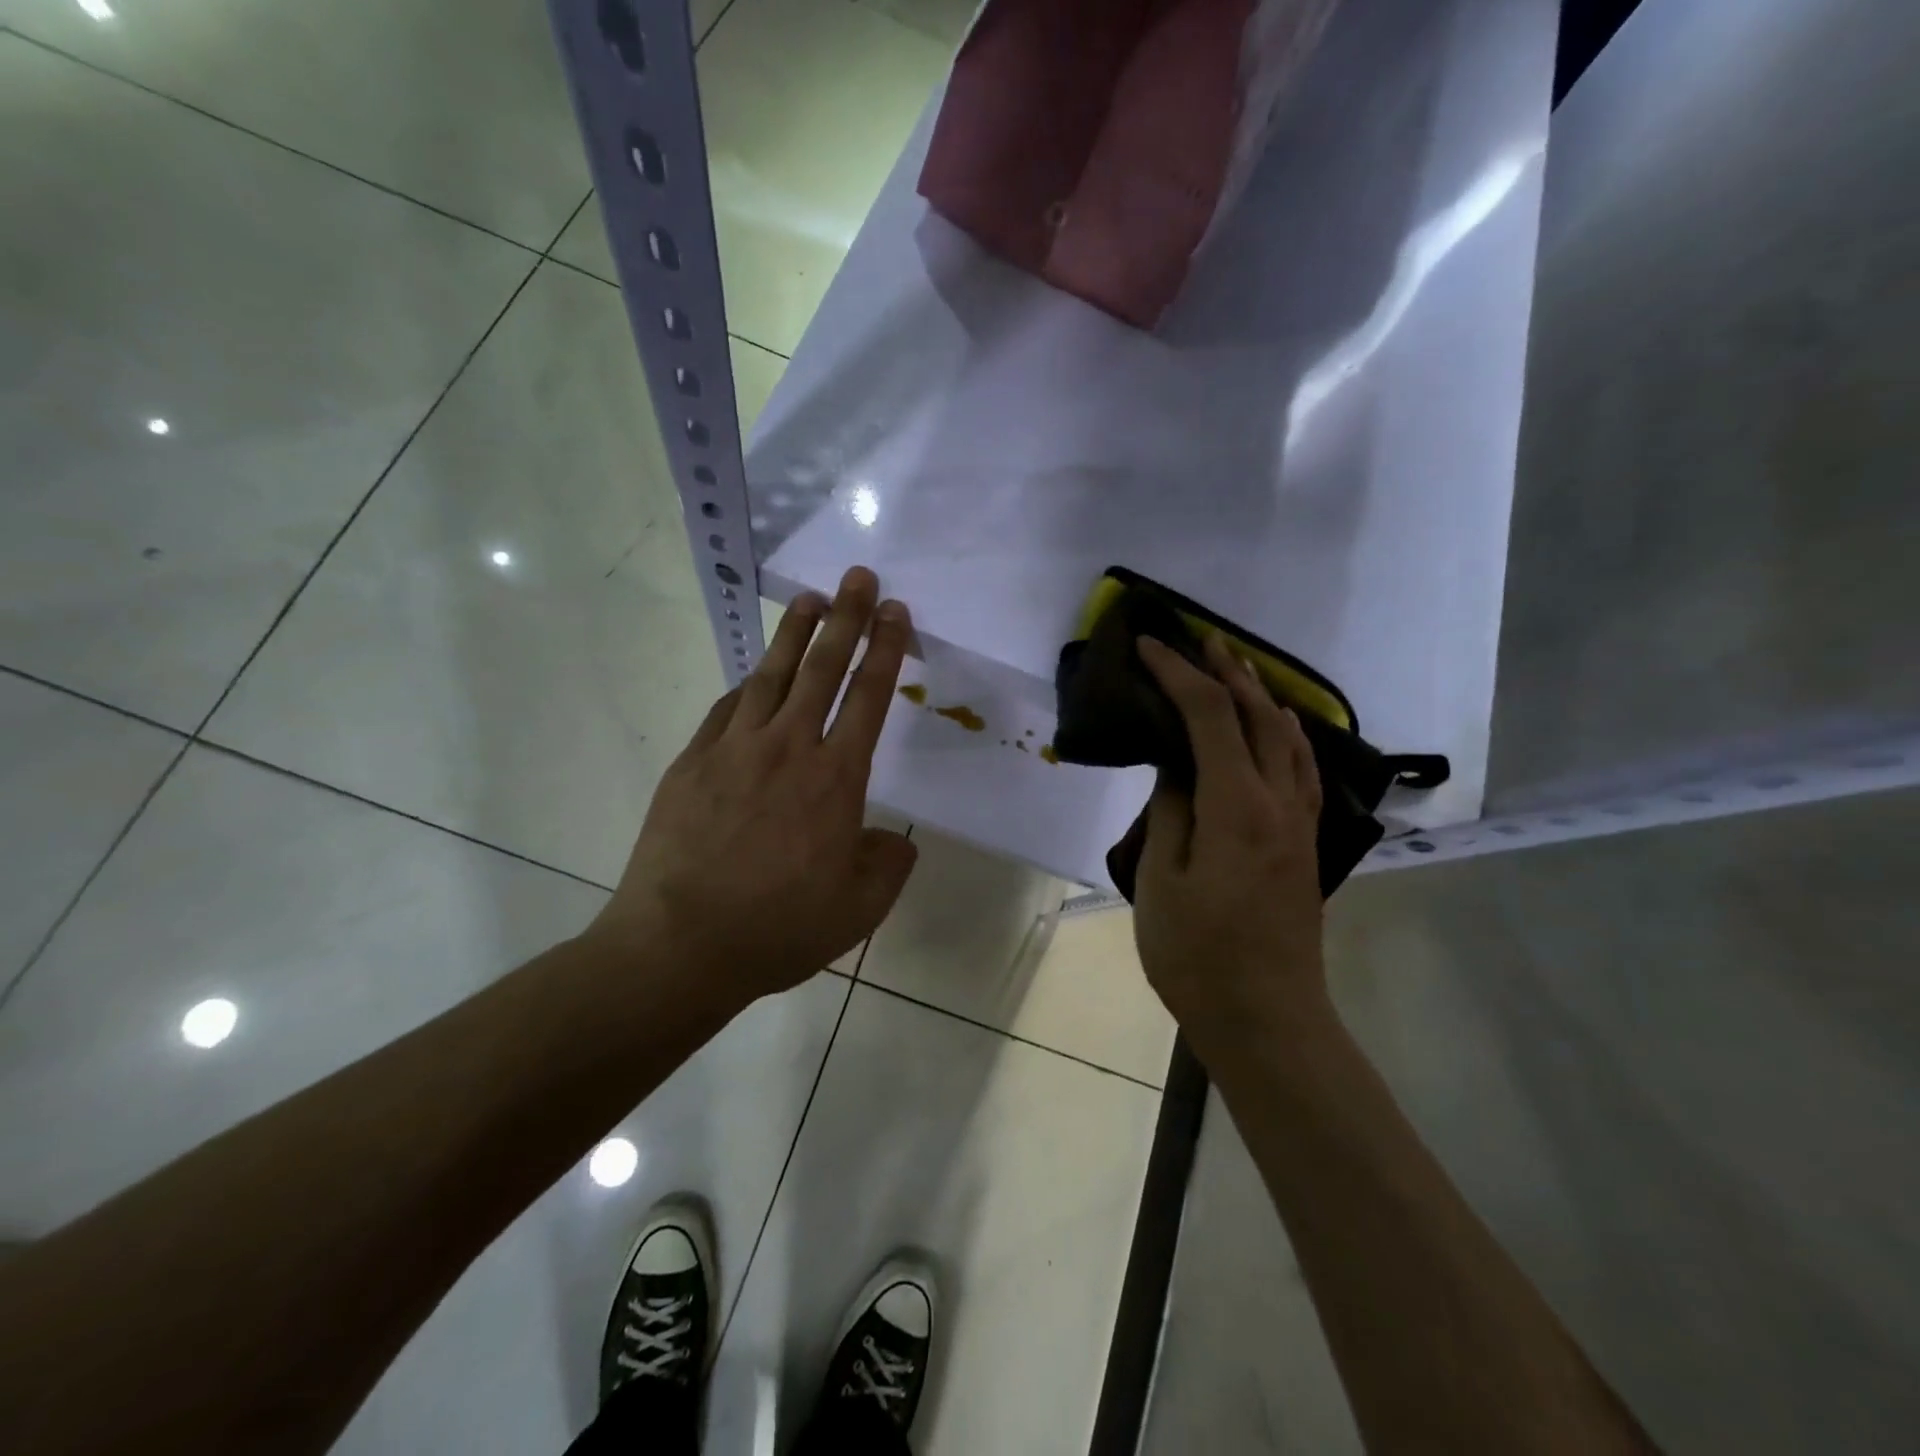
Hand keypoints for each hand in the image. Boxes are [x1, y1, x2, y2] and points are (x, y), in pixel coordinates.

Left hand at [584, 566, 918, 1007]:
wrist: (680, 946)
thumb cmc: (779, 928)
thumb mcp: (859, 910)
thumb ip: (888, 867)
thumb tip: (895, 840)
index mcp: (836, 779)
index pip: (869, 698)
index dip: (886, 650)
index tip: (896, 612)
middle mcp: (789, 749)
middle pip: (823, 669)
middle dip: (847, 618)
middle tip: (859, 577)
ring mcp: (734, 750)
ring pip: (771, 676)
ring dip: (794, 634)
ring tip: (811, 600)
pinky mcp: (693, 762)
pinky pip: (727, 709)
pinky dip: (747, 686)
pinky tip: (754, 677)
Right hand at [1131, 633, 1327, 1038]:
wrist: (1267, 1018)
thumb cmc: (1199, 956)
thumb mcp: (1161, 881)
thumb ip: (1171, 812)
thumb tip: (1177, 769)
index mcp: (1238, 806)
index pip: (1209, 717)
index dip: (1178, 675)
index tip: (1148, 646)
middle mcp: (1279, 802)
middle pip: (1258, 717)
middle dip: (1227, 672)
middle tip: (1198, 639)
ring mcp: (1300, 823)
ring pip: (1288, 739)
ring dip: (1261, 697)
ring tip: (1237, 670)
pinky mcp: (1304, 844)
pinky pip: (1302, 768)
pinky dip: (1285, 734)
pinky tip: (1276, 730)